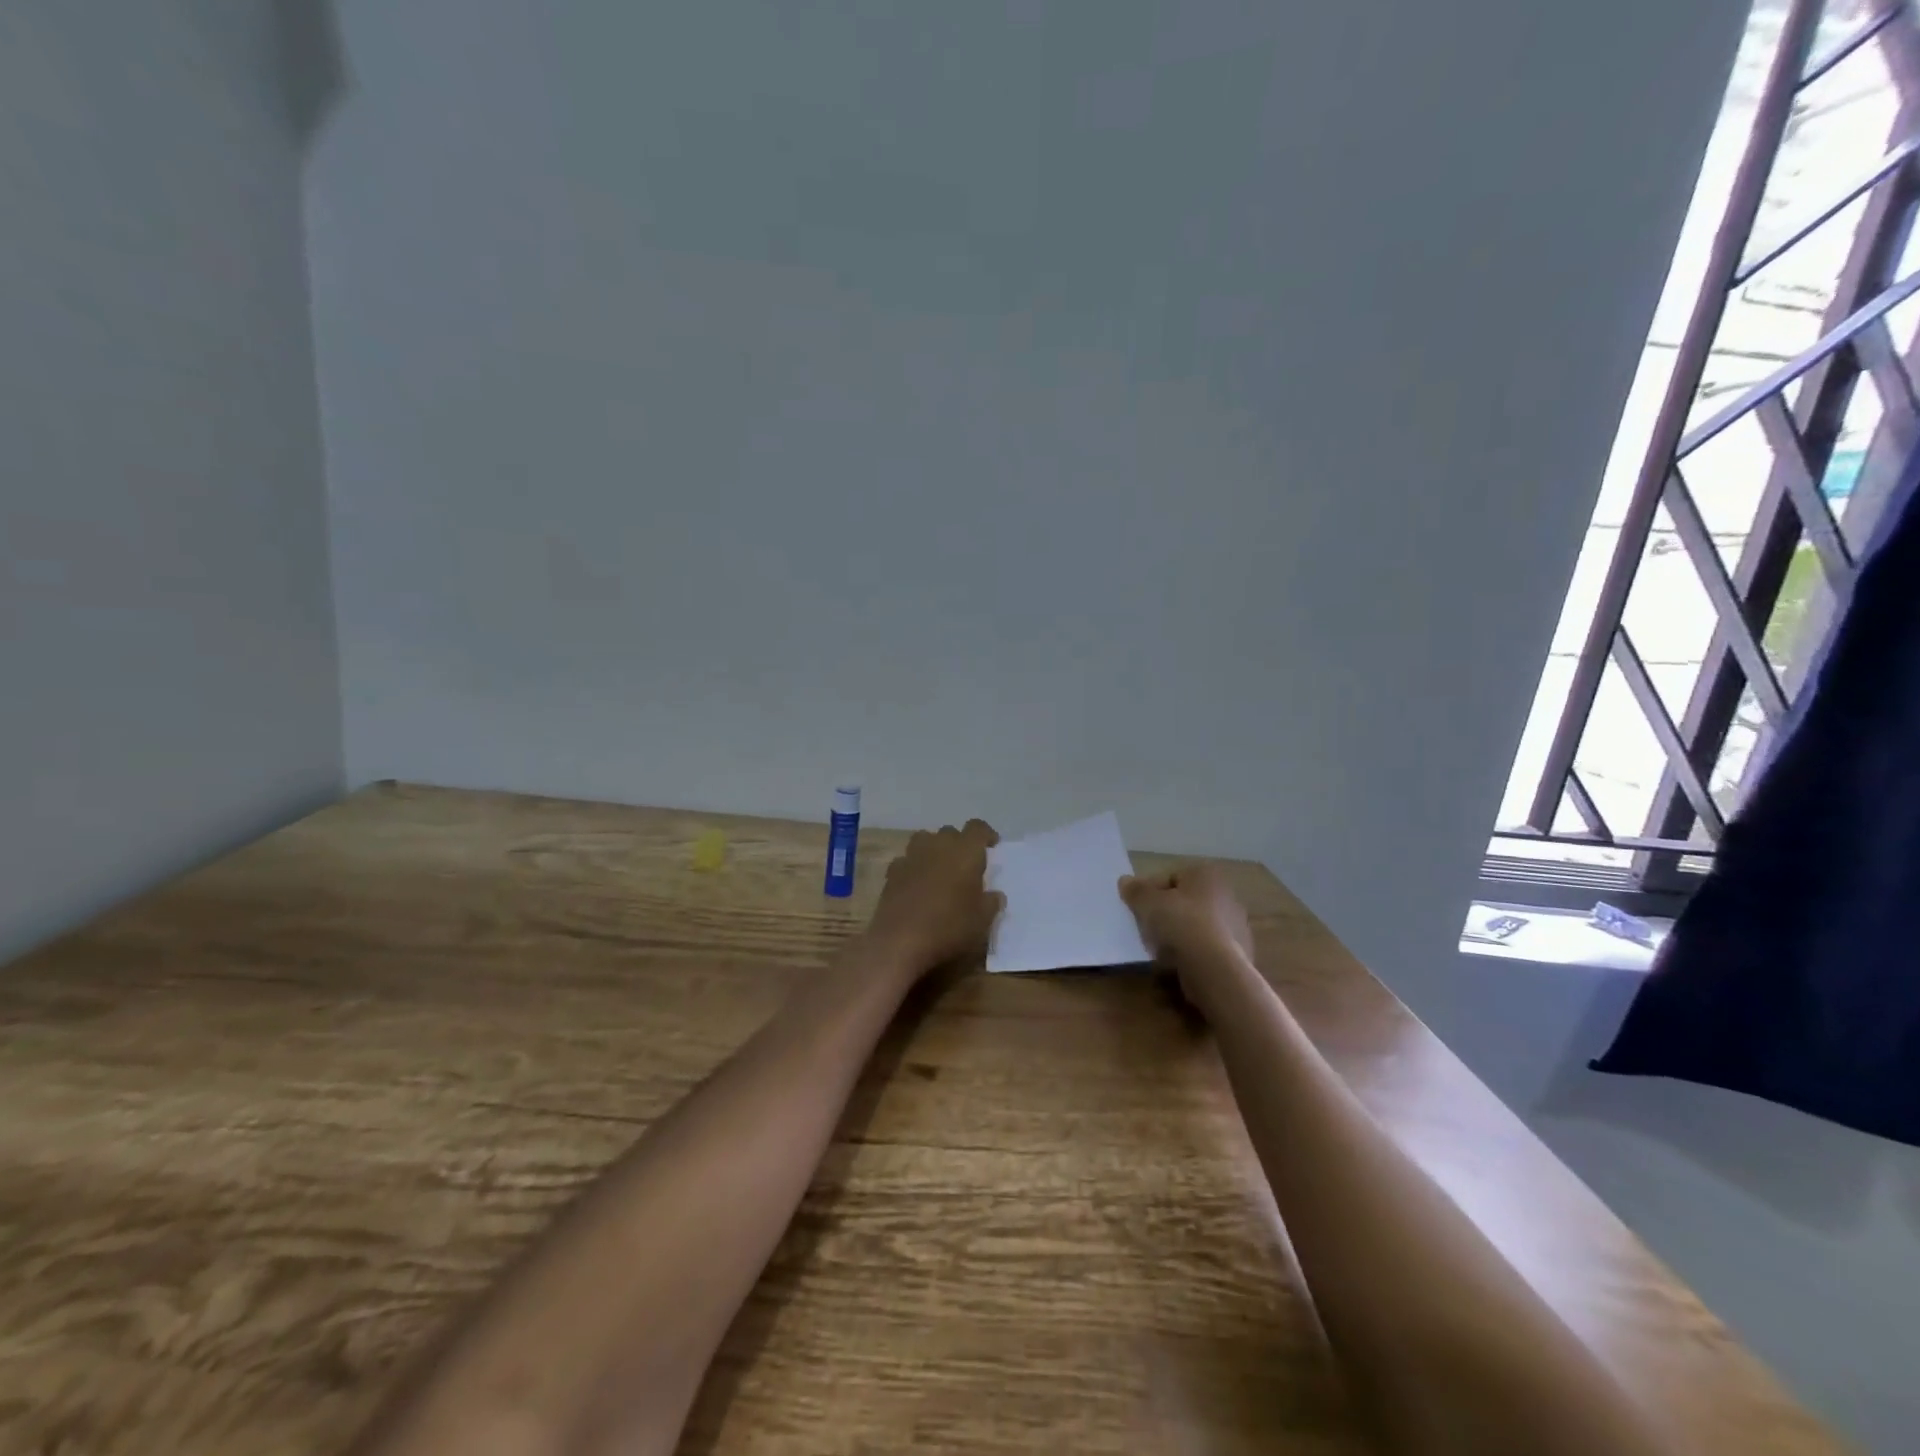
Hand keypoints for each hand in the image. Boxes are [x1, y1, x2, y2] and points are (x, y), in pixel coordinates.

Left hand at [865, 820, 1004, 974]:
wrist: (900, 942)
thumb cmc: (950, 928)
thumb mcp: (982, 921)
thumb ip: (991, 903)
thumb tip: (994, 895)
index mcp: (965, 852)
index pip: (977, 828)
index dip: (986, 834)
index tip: (992, 846)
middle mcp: (938, 846)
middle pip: (949, 832)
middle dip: (958, 843)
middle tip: (965, 864)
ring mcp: (911, 857)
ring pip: (924, 839)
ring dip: (933, 849)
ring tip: (939, 868)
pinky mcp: (892, 873)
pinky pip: (905, 861)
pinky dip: (913, 867)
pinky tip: (915, 884)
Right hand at [1118, 863, 1254, 1004]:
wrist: (1215, 969)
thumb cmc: (1180, 923)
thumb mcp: (1147, 902)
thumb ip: (1135, 890)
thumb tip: (1125, 881)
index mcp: (1207, 875)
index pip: (1170, 877)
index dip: (1150, 891)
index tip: (1136, 908)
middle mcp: (1227, 895)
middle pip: (1185, 902)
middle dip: (1166, 913)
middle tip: (1147, 927)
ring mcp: (1236, 926)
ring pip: (1196, 926)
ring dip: (1179, 934)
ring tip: (1160, 949)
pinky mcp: (1239, 954)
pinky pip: (1206, 948)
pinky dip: (1193, 952)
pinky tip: (1179, 963)